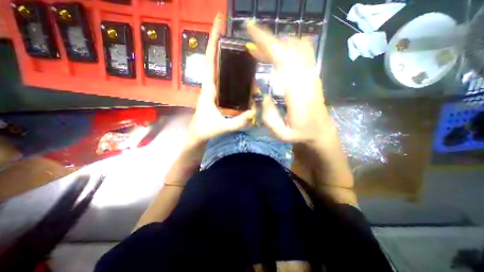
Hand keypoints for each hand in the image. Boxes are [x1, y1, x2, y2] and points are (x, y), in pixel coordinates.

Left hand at [187, 14, 256, 146]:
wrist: (198, 135)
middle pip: (216, 61)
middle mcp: (210, 86)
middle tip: (238, 38)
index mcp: (208, 89)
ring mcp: (214, 91)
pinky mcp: (217, 96)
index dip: (213, 41)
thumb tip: (254, 112)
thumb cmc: (205, 130)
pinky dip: (234, 77)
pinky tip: (244, 79)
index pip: (210, 61)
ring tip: (246, 60)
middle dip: (224, 46)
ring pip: (222, 72)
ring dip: (232, 63)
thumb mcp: (222, 127)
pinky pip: (226, 82)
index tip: (218, 23)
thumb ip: (238, 122)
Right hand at [246, 21, 336, 148]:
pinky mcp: (313, 76)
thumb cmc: (301, 135)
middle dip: (268, 41)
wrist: (321, 132)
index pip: (283, 60)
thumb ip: (269, 118)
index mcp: (298, 94)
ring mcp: (312, 76)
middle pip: (289, 49)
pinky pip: (303, 53)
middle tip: (251, 41)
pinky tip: (276, 54)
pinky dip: (288, 48)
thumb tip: (262, 96)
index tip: (251, 30)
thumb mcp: (282, 134)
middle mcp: (307, 80)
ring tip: (260, 49)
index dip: (267, 43)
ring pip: (297, 47)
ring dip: (277, 44)